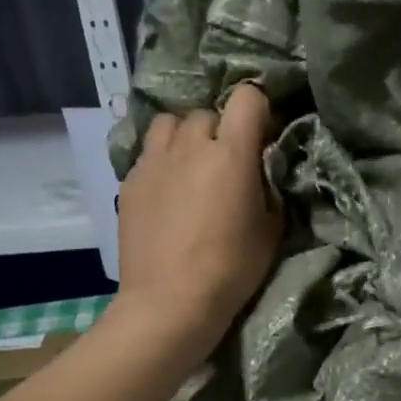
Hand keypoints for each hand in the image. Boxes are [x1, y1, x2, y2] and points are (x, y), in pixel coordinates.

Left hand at [110, 84, 282, 368]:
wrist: (169, 301)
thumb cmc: (230, 269)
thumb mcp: (270, 230)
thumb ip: (268, 188)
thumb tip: (263, 171)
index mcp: (231, 154)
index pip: (247, 98)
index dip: (258, 109)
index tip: (262, 134)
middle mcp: (190, 146)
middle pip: (207, 113)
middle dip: (220, 129)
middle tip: (227, 160)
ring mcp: (154, 161)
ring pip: (170, 124)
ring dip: (185, 136)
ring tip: (191, 163)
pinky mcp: (130, 181)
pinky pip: (148, 153)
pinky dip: (162, 161)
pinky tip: (167, 190)